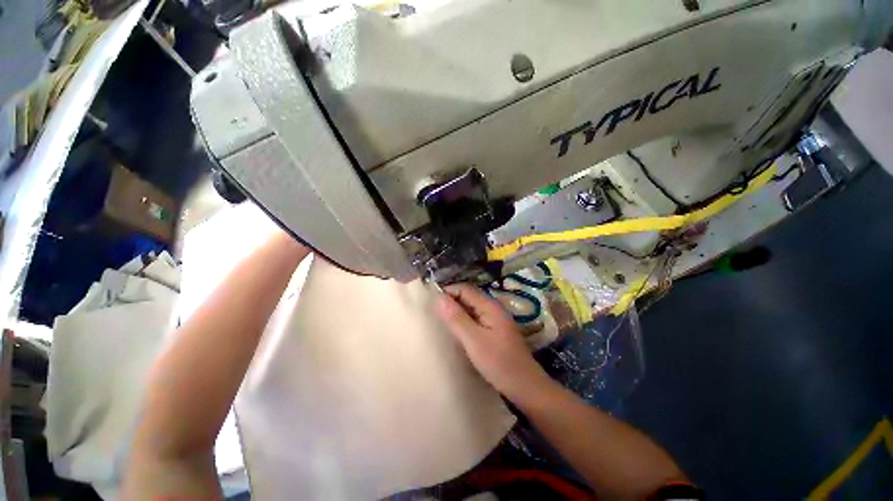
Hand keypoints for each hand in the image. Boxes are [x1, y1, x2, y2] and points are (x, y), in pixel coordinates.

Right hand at [437, 284, 550, 400]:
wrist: (525, 386)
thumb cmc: (499, 362)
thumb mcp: (473, 340)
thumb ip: (456, 318)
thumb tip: (440, 298)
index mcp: (489, 306)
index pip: (465, 289)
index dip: (448, 292)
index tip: (431, 303)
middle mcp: (492, 308)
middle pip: (468, 297)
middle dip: (451, 302)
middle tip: (433, 314)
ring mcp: (494, 320)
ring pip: (471, 309)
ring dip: (456, 312)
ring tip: (441, 323)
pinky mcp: (494, 331)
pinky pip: (475, 319)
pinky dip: (464, 322)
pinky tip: (456, 332)